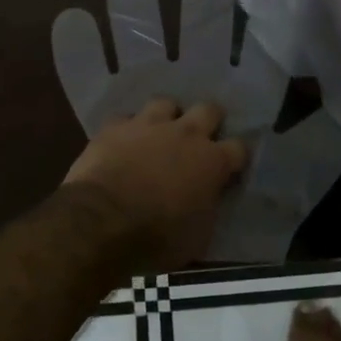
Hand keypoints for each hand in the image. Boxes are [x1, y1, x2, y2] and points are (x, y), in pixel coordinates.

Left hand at [62, 99, 247, 272]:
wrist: (102, 221)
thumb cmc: (157, 238)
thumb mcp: (198, 237)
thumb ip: (208, 209)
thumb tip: (207, 200)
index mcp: (212, 162)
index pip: (239, 148)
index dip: (235, 158)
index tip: (229, 169)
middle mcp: (185, 134)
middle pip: (209, 110)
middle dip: (208, 121)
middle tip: (199, 140)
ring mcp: (148, 125)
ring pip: (166, 103)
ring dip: (166, 118)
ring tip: (159, 134)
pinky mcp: (115, 126)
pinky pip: (125, 119)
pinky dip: (127, 130)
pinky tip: (122, 143)